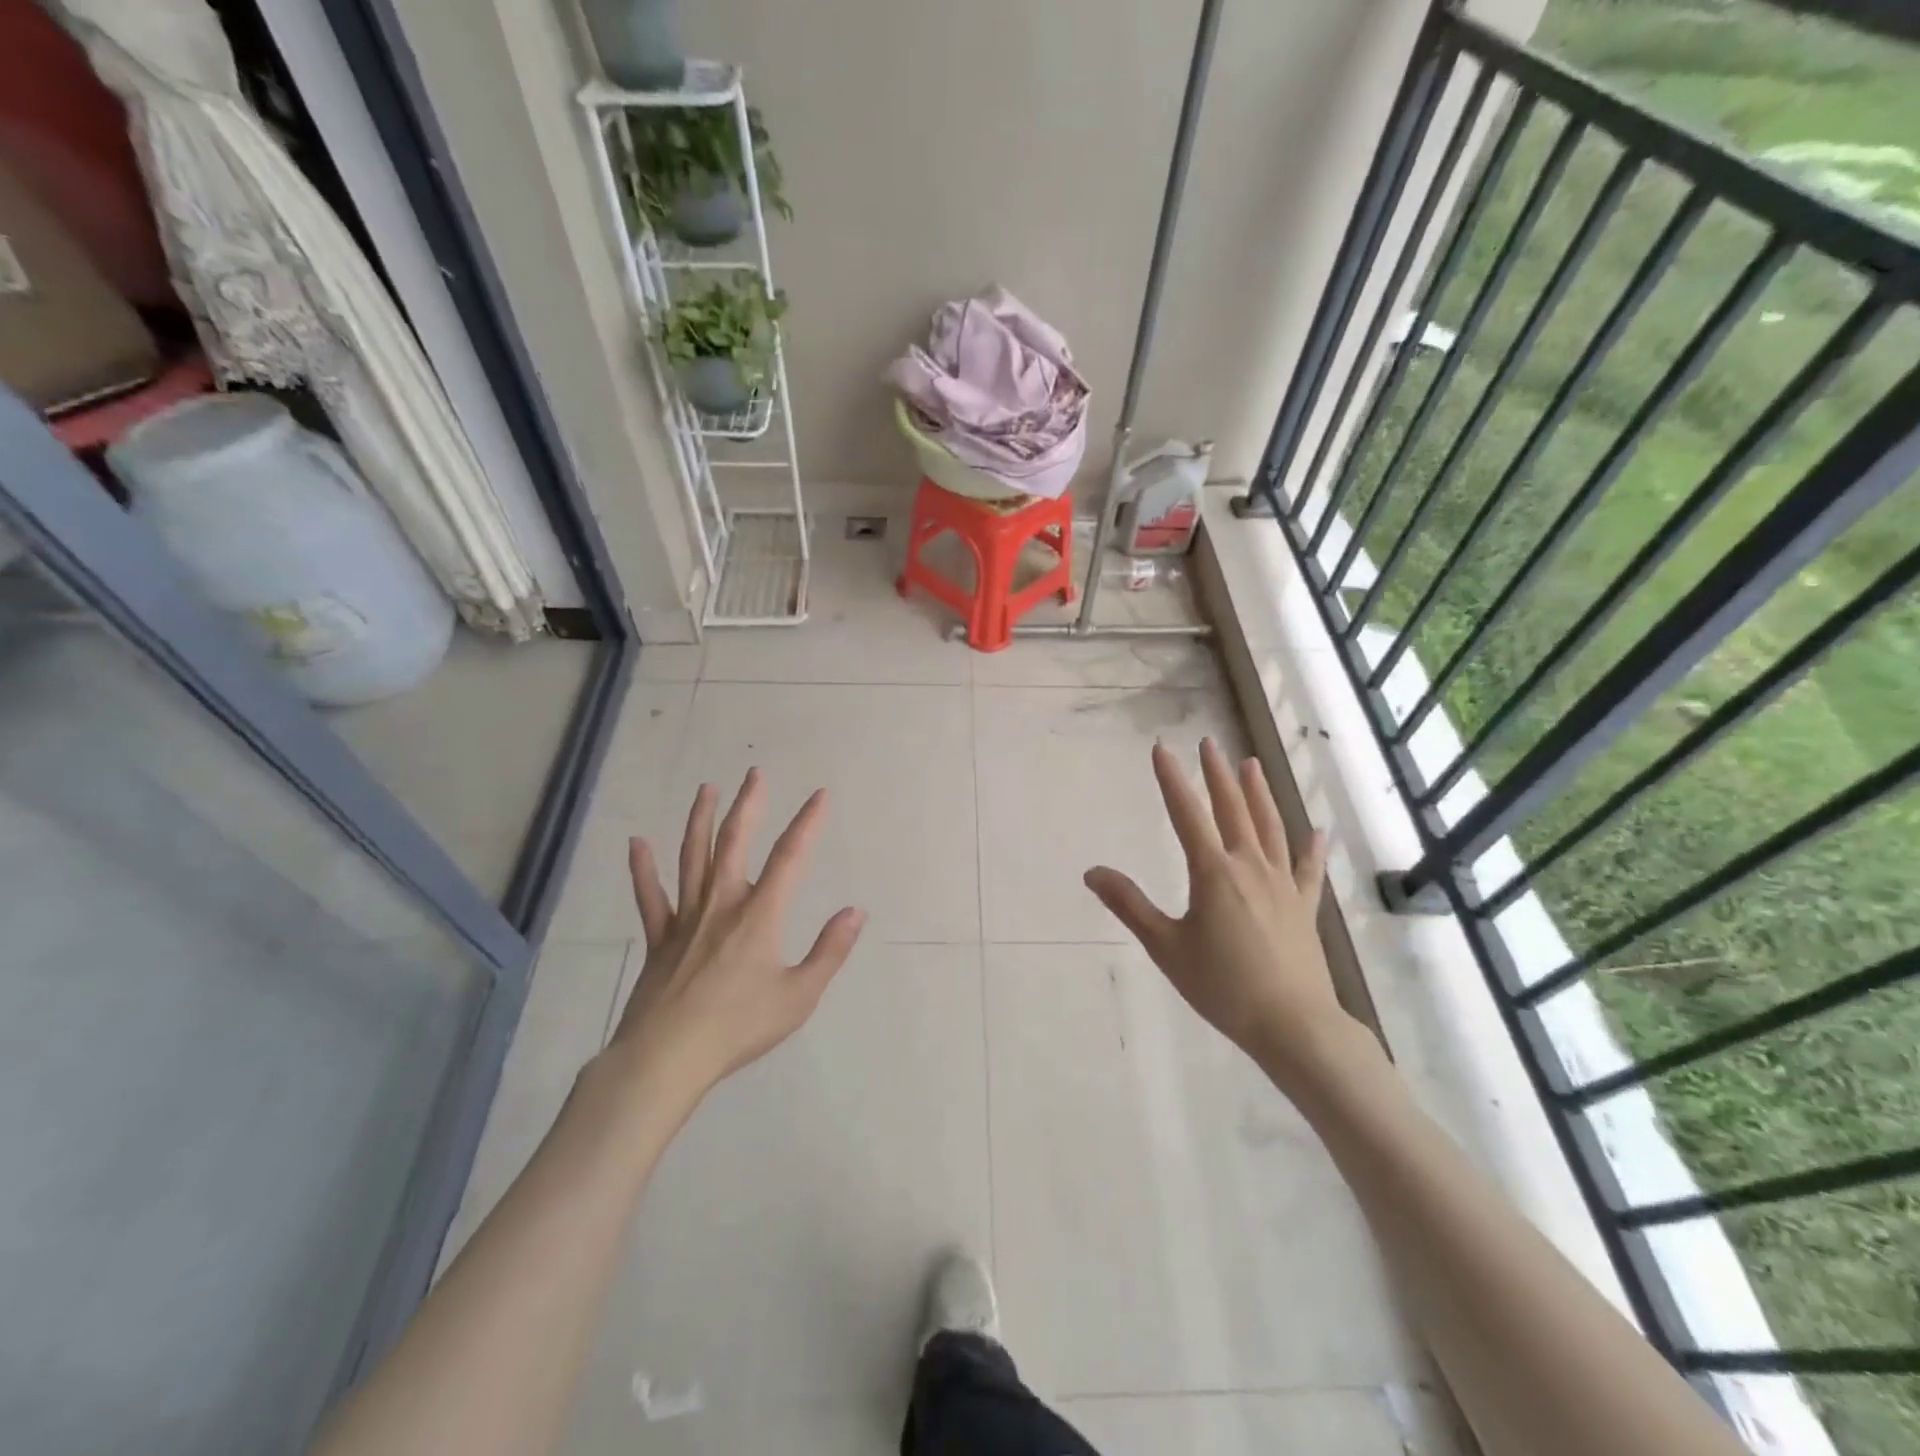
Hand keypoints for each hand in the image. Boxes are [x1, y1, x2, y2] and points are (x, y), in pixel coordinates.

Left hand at [608, 769, 866, 1105]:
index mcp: (759, 916)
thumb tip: (855, 911)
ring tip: (706, 789)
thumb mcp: (799, 996)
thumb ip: (829, 952)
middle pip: (734, 843)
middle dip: (748, 805)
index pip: (790, 858)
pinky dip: (643, 869)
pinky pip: (650, 897)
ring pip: (692, 858)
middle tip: (754, 773)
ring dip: (700, 820)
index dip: (807, 823)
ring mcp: (686, 919)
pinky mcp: (659, 939)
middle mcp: (722, 905)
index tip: (820, 795)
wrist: (667, 1058)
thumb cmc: (739, 1027)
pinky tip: (637, 843)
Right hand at [1085, 740, 1355, 1088]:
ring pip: (1269, 827)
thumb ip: (1129, 905)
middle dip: (1217, 775)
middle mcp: (1249, 866)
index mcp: (1213, 872)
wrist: (1292, 1024)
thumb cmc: (1222, 986)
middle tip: (1209, 744)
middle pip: (1232, 810)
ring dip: (1258, 794)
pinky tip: (1315, 831)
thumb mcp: (1166, 946)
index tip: (1162, 749)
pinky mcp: (1304, 906)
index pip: (1187, 814)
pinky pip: (1307, 869)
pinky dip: (1310, 847)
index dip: (1172, 780)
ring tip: (1251, 765)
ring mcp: (1282, 884)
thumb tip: (1092, 872)